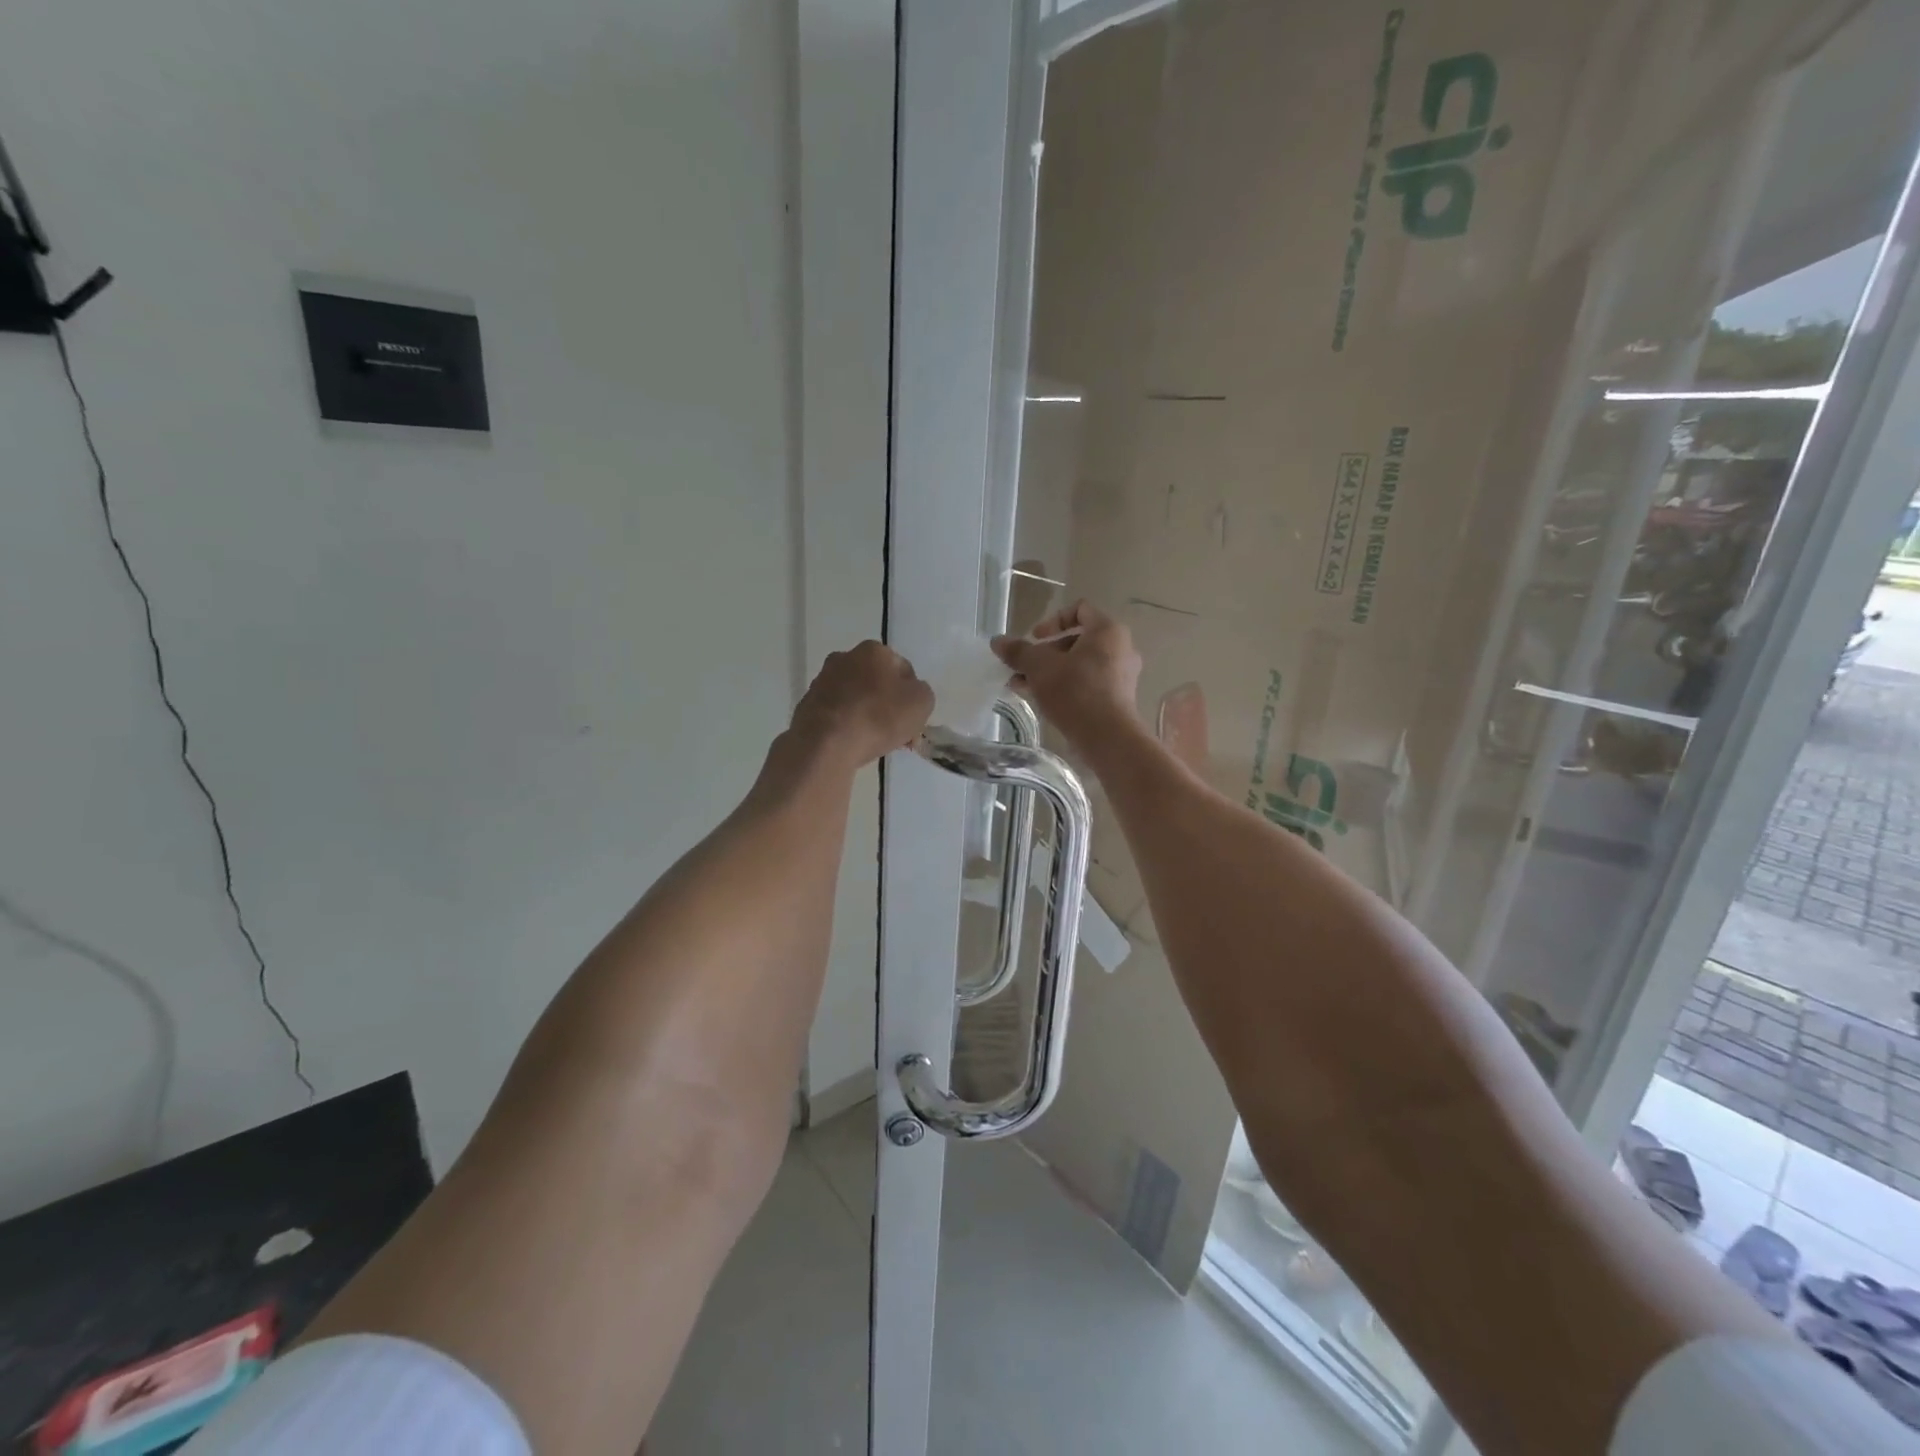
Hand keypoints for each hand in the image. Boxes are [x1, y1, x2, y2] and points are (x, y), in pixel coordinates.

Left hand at [789, 640, 934, 769]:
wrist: (826, 743)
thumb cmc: (879, 717)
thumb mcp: (921, 702)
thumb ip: (922, 692)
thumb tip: (910, 694)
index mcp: (873, 650)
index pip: (903, 669)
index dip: (912, 694)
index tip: (913, 718)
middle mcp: (844, 658)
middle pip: (876, 682)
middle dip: (888, 704)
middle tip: (897, 732)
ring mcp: (822, 681)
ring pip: (856, 698)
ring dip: (867, 714)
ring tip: (875, 742)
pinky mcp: (807, 705)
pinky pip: (837, 714)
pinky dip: (847, 725)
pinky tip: (853, 743)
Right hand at [992, 601, 1142, 753]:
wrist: (1107, 737)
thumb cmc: (1074, 691)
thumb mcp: (1039, 667)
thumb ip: (1018, 651)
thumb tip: (997, 641)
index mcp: (1107, 630)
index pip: (1079, 609)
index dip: (1052, 620)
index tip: (1035, 639)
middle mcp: (1120, 648)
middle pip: (1077, 640)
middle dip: (1045, 653)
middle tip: (1023, 668)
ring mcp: (1122, 675)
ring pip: (1080, 664)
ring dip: (1051, 671)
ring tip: (1023, 686)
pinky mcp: (1118, 698)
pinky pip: (1088, 682)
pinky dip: (1066, 686)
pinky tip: (1042, 700)